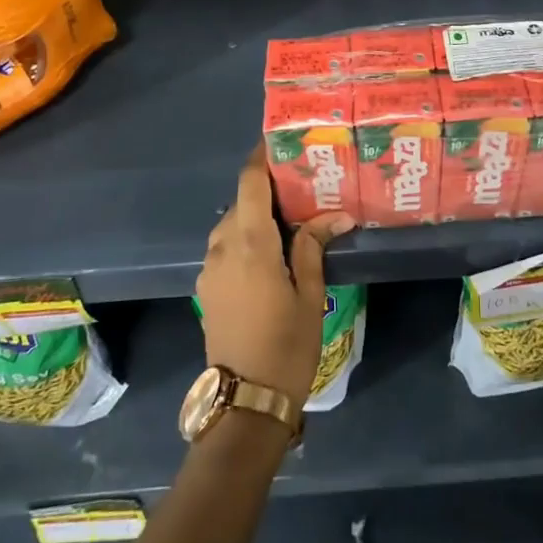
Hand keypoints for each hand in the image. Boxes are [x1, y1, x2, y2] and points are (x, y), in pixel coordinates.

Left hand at [198, 145, 354, 403]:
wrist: (245, 401)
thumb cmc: (286, 346)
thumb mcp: (309, 294)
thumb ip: (313, 247)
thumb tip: (336, 215)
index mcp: (249, 243)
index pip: (250, 183)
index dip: (261, 157)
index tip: (279, 141)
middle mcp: (222, 247)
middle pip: (241, 202)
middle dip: (267, 188)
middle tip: (301, 184)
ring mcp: (209, 269)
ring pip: (232, 225)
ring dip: (256, 215)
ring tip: (290, 217)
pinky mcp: (206, 287)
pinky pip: (225, 247)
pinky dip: (245, 237)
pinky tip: (270, 251)